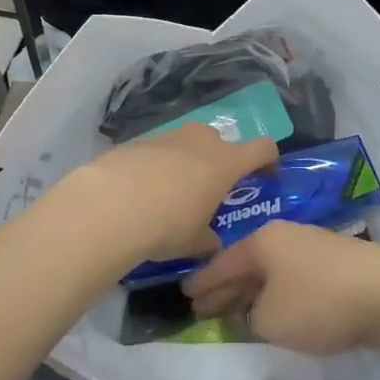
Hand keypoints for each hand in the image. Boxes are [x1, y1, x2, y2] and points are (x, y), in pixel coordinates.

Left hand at [60, 123, 279, 262]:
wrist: (110, 204)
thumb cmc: (168, 223)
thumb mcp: (196, 242)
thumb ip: (209, 240)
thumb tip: (211, 243)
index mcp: (226, 162)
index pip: (263, 148)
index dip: (268, 162)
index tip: (264, 178)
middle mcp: (201, 140)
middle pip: (222, 143)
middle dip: (220, 163)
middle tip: (210, 192)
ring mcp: (169, 135)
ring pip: (188, 144)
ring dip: (188, 163)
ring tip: (172, 194)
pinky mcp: (139, 140)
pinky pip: (159, 150)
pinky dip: (159, 165)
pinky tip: (143, 191)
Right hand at [182, 221, 379, 356]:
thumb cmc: (320, 303)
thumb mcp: (270, 320)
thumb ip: (251, 317)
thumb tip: (257, 310)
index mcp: (262, 241)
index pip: (222, 263)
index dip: (201, 283)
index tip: (184, 296)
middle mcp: (285, 236)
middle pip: (246, 263)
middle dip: (226, 287)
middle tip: (205, 308)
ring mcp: (314, 246)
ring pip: (272, 270)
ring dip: (255, 292)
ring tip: (240, 312)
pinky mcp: (338, 263)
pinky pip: (295, 278)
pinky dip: (280, 294)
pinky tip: (279, 310)